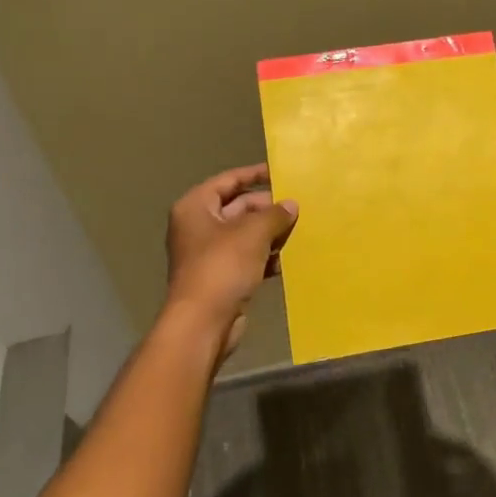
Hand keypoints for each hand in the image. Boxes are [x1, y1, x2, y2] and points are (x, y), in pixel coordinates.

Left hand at [164, 164, 297, 357]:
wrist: (203, 323)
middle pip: (238, 207)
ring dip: (270, 234)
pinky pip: (247, 258)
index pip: (228, 180)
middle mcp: (198, 226)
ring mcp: (208, 254)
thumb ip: (274, 215)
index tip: (281, 173)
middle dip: (267, 209)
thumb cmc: (222, 267)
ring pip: (245, 234)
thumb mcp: (253, 234)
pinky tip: (287, 259)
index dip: (254, 174)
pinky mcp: (221, 277)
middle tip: (298, 208)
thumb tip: (290, 205)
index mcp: (196, 207)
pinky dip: (265, 256)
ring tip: (299, 232)